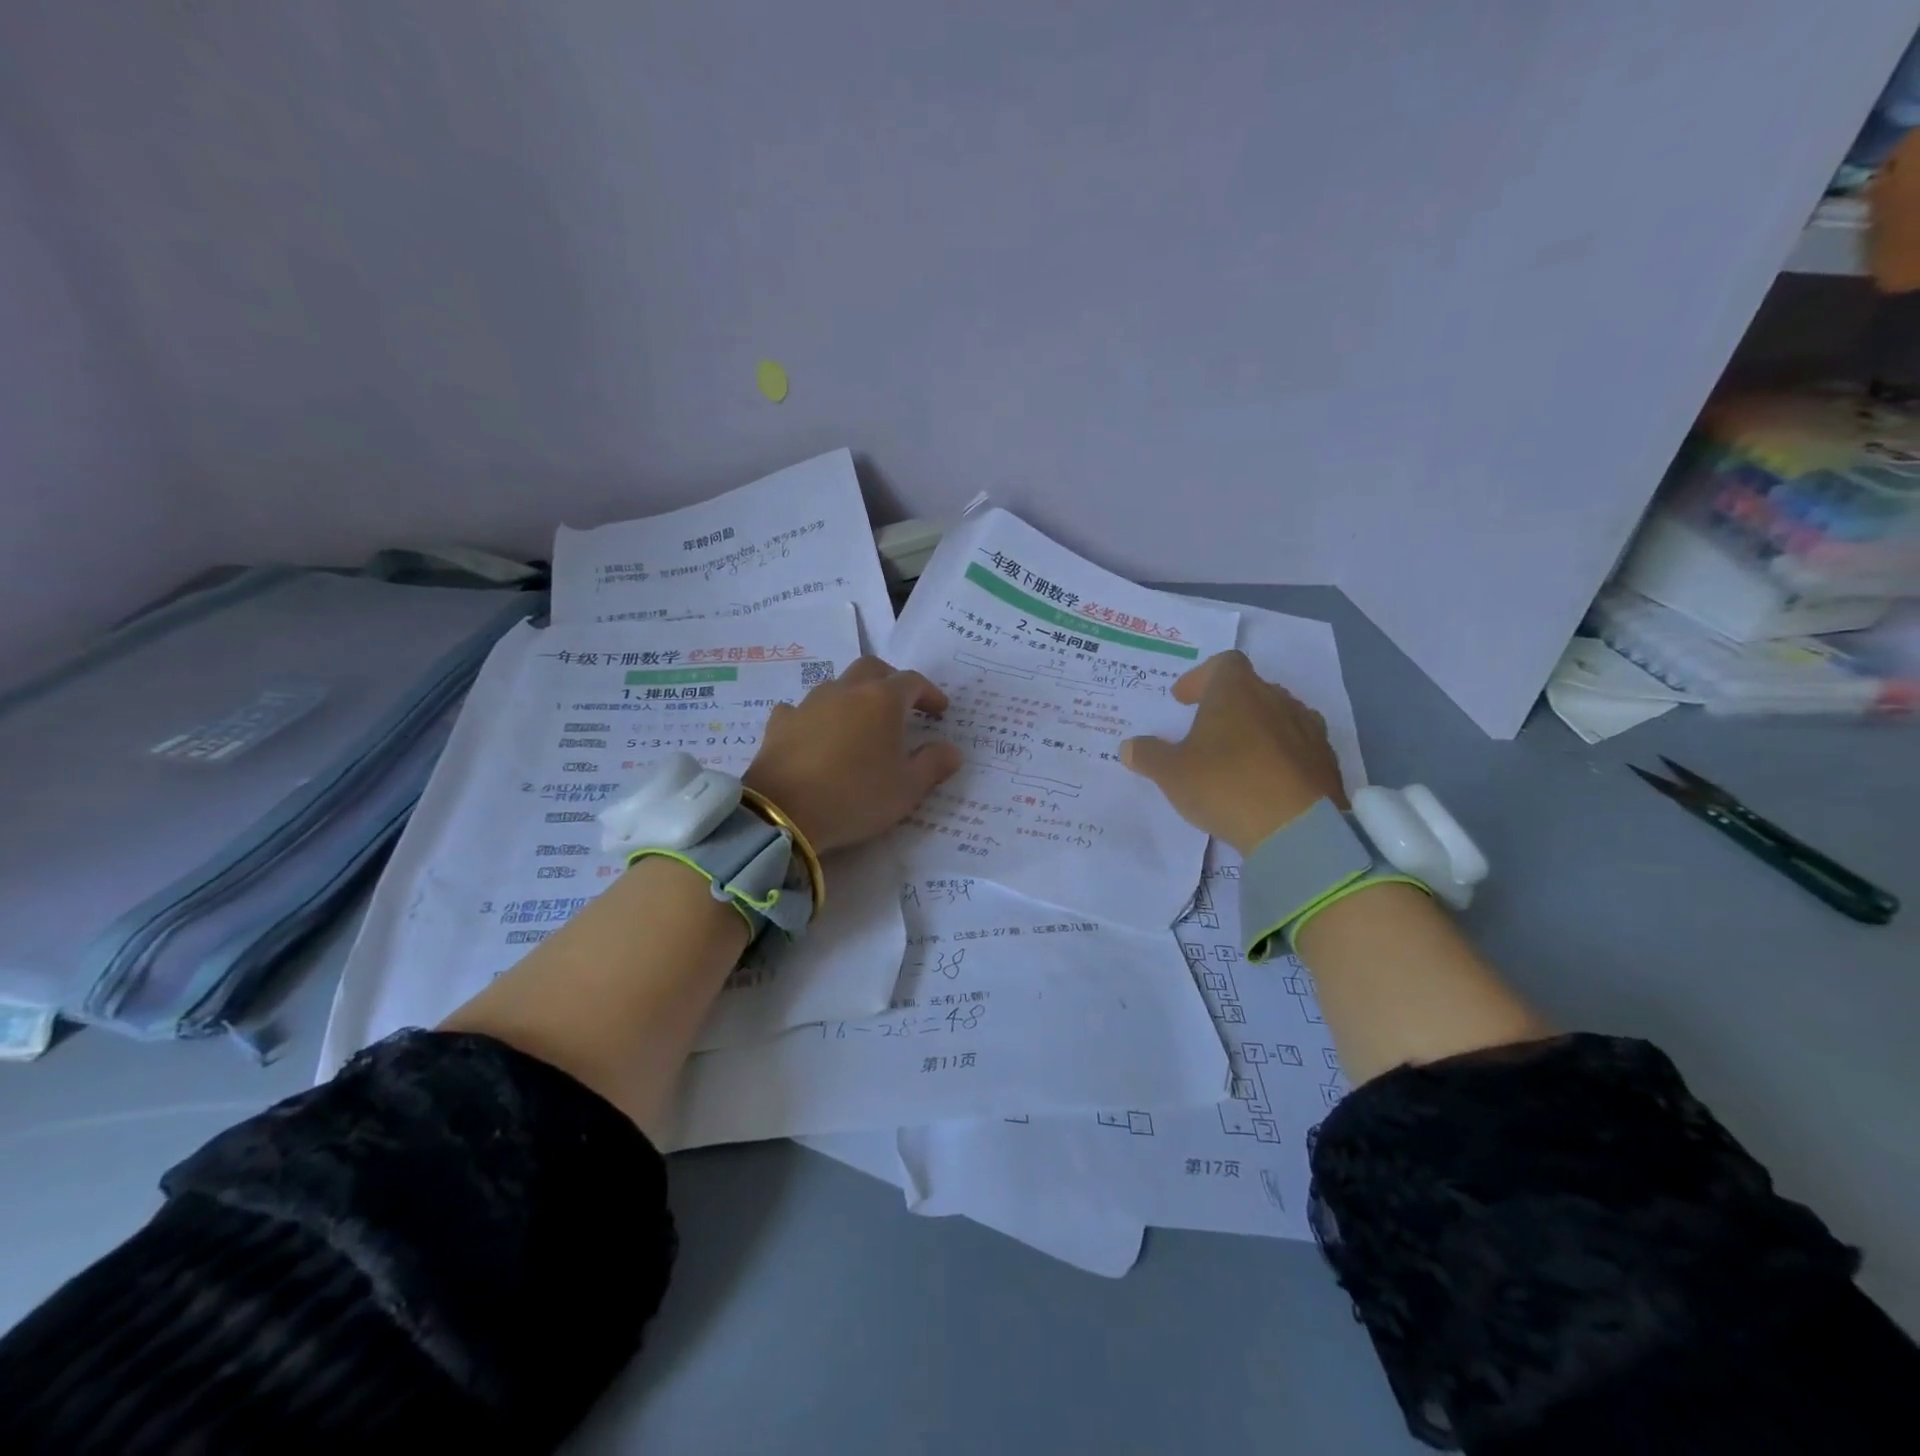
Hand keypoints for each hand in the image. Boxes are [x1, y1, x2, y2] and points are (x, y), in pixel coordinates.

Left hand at [744, 656, 963, 854]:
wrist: (784, 812)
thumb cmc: (856, 797)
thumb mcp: (907, 789)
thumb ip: (933, 765)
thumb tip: (952, 750)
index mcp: (882, 701)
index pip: (913, 682)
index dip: (930, 693)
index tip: (939, 711)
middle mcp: (845, 691)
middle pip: (872, 669)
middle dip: (891, 681)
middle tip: (902, 705)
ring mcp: (809, 704)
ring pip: (836, 685)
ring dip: (853, 697)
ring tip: (859, 724)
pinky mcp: (780, 723)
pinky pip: (801, 709)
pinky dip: (815, 717)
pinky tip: (815, 734)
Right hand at [1119, 650, 1346, 854]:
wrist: (1297, 829)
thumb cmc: (1225, 785)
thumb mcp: (1171, 773)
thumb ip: (1148, 755)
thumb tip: (1129, 746)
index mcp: (1236, 692)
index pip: (1222, 664)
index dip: (1200, 678)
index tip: (1183, 700)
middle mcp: (1275, 699)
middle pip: (1250, 688)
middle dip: (1226, 704)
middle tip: (1204, 729)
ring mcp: (1306, 728)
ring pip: (1276, 716)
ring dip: (1255, 728)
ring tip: (1236, 755)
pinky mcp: (1325, 760)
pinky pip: (1297, 746)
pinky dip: (1279, 754)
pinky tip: (1265, 780)